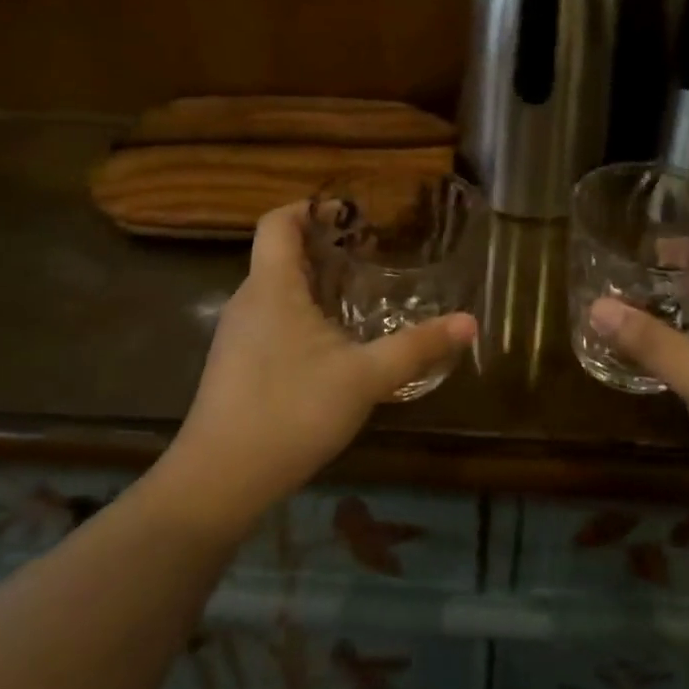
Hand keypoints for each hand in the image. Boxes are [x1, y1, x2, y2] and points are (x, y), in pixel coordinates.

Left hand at [164, 203, 476, 533]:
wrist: (219, 481)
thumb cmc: (291, 411)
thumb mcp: (365, 378)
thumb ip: (417, 347)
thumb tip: (470, 323)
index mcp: (271, 286)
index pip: (277, 221)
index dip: (310, 207)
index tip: (351, 214)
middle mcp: (248, 300)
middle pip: (280, 253)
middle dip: (324, 246)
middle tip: (372, 253)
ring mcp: (237, 334)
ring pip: (276, 289)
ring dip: (315, 282)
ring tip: (360, 294)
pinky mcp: (235, 364)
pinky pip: (271, 318)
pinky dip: (302, 313)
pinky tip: (333, 344)